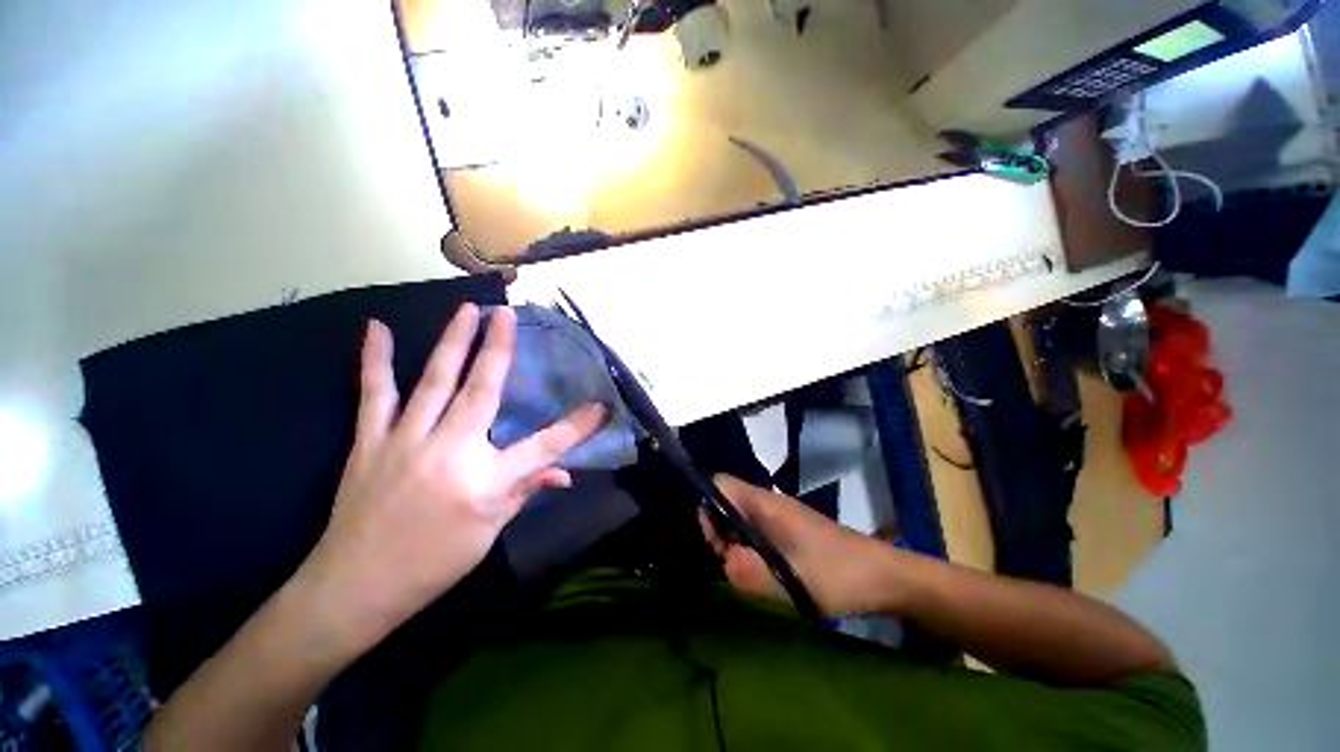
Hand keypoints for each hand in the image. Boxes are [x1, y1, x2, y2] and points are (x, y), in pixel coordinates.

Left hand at [293, 305, 606, 652]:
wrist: (355, 587)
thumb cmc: (434, 564)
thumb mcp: (490, 532)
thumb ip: (526, 491)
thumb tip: (564, 473)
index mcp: (484, 481)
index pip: (544, 447)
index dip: (576, 426)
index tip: (600, 406)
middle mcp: (450, 452)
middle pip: (483, 392)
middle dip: (500, 350)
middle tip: (508, 315)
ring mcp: (406, 441)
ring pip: (435, 381)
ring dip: (454, 342)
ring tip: (468, 310)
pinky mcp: (371, 442)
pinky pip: (374, 394)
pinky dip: (376, 360)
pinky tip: (377, 329)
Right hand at [700, 475, 902, 616]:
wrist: (884, 575)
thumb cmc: (839, 574)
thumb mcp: (795, 582)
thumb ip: (754, 573)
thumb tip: (723, 560)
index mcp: (767, 504)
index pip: (721, 484)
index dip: (709, 507)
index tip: (717, 542)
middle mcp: (769, 502)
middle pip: (726, 501)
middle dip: (720, 531)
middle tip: (735, 564)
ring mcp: (779, 515)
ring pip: (740, 517)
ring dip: (735, 542)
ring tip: (751, 572)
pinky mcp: (788, 528)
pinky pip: (755, 528)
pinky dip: (750, 546)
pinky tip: (766, 571)